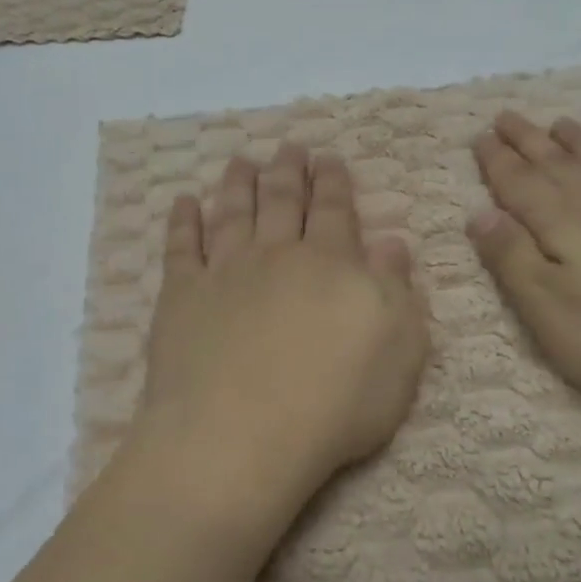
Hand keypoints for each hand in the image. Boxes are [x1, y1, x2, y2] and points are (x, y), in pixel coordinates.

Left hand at [128, 142, 428, 524]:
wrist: (241, 436)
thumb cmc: (334, 403)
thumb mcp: (399, 351)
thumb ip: (397, 291)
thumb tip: (392, 242)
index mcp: (332, 264)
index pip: (335, 210)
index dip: (333, 181)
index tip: (329, 157)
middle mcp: (277, 255)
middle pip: (283, 201)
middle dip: (288, 170)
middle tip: (289, 146)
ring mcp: (225, 272)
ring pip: (233, 212)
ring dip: (238, 183)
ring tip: (240, 160)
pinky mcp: (181, 296)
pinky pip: (181, 247)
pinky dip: (183, 221)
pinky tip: (184, 202)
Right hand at [468, 111, 580, 421]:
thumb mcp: (547, 311)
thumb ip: (511, 260)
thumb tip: (479, 214)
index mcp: (562, 226)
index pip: (519, 185)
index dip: (497, 161)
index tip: (479, 137)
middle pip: (557, 166)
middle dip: (528, 141)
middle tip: (506, 116)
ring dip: (579, 143)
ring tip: (560, 122)